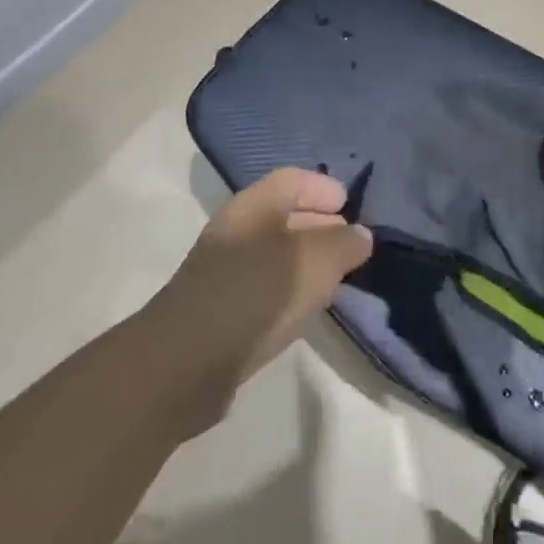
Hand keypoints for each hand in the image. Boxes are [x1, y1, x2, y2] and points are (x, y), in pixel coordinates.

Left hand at [142, 168, 372, 431]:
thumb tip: (360, 235)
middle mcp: (236, 230)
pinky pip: (265, 284)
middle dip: (320, 223)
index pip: (292, 180)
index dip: (323, 188)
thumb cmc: (254, 296)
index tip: (351, 206)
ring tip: (337, 277)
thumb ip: (343, 244)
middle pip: (284, 214)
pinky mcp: (221, 308)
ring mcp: (224, 270)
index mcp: (253, 206)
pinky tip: (307, 307)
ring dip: (307, 259)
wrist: (183, 364)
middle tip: (351, 242)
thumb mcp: (314, 263)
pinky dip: (290, 287)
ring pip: (275, 252)